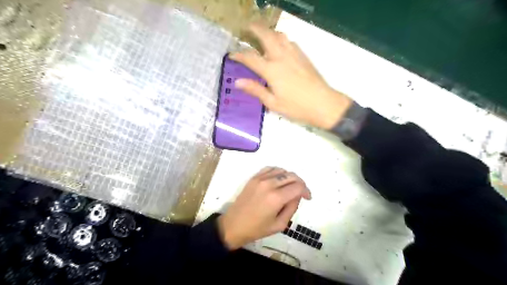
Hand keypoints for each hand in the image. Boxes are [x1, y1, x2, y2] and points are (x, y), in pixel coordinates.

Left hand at [217, 167, 308, 249]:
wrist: (233, 225)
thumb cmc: (257, 229)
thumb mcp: (280, 224)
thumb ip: (292, 208)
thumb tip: (297, 196)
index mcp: (276, 198)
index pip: (298, 186)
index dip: (306, 191)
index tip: (307, 197)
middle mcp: (269, 184)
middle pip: (292, 176)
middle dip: (300, 183)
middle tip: (301, 193)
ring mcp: (260, 179)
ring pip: (282, 170)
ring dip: (290, 177)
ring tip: (291, 187)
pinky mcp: (253, 177)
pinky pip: (270, 168)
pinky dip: (278, 172)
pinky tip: (279, 180)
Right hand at [231, 23, 352, 128]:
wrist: (323, 104)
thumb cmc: (296, 107)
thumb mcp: (273, 103)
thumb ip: (256, 90)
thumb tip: (238, 82)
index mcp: (272, 71)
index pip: (251, 58)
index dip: (239, 55)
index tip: (232, 54)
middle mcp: (281, 57)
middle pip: (266, 36)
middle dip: (255, 29)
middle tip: (247, 28)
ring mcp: (294, 54)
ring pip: (280, 35)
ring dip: (269, 31)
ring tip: (263, 35)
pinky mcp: (303, 56)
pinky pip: (290, 41)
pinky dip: (281, 39)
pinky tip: (280, 46)